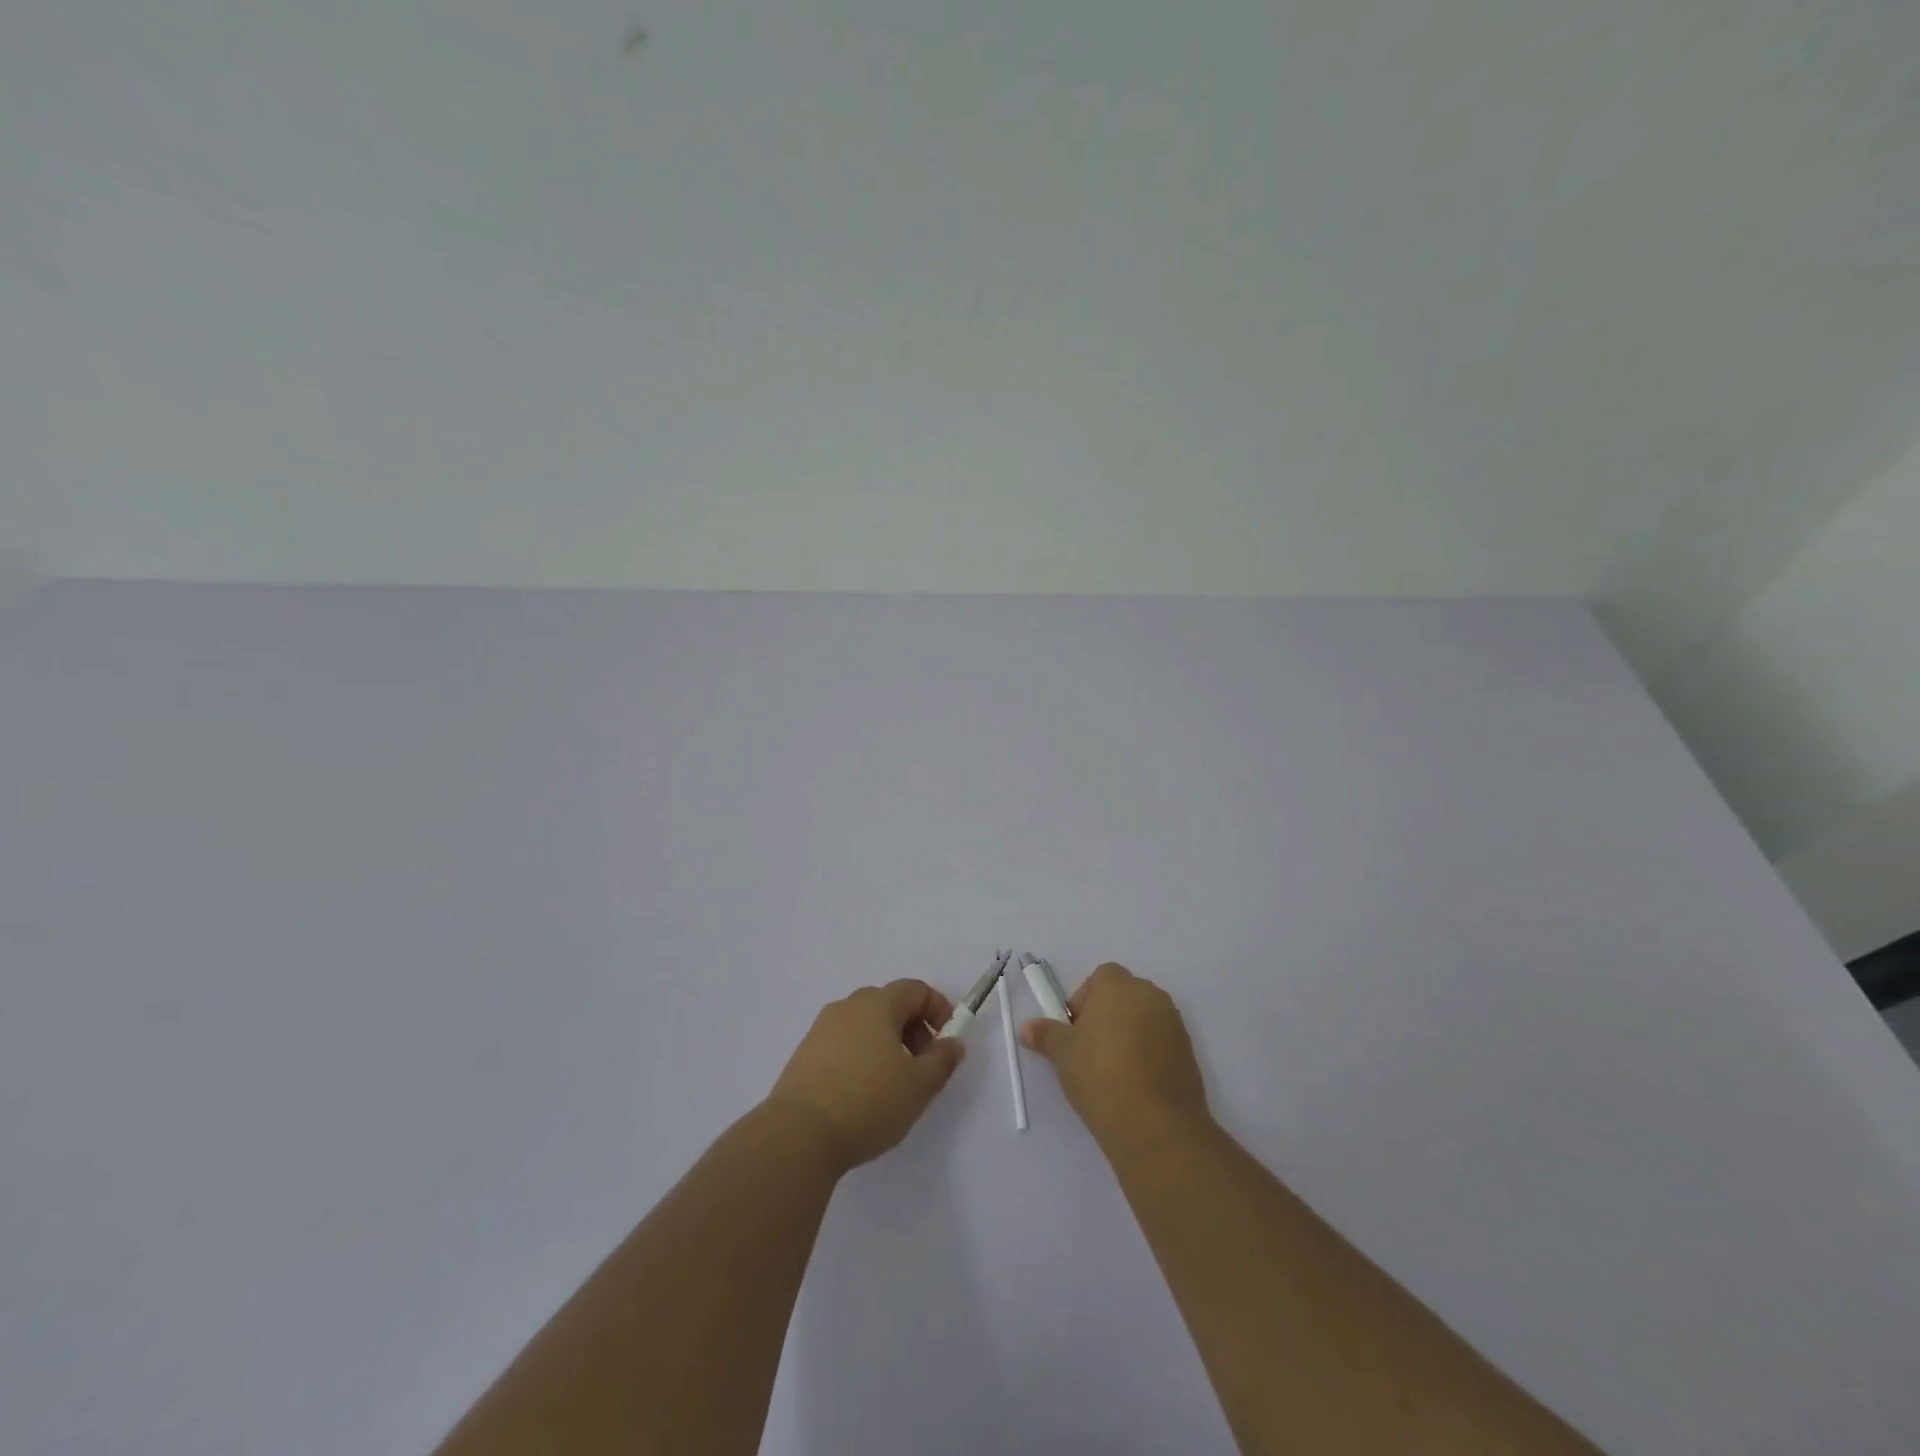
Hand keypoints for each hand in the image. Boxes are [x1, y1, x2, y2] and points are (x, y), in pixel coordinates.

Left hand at [766, 980, 966, 1173]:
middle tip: (924, 1064)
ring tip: (895, 1083)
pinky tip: (864, 1092)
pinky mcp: (805, 1054)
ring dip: (888, 1043)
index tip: (948, 1041)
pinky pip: (844, 1043)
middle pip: (890, 1004)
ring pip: (865, 1024)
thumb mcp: (919, 1085)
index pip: (915, 989)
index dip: (938, 1010)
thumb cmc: (868, 1101)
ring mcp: (822, 1028)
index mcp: (877, 1003)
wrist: (798, 1135)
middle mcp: (848, 1006)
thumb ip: (942, 1060)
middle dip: (914, 1028)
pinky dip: (862, 1056)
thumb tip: (952, 1043)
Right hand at [1021, 963, 1209, 1148]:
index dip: (1084, 1000)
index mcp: (1118, 986)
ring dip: (1129, 1035)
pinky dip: (1148, 1055)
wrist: (1155, 1124)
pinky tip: (1135, 1085)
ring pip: (1144, 1019)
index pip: (1100, 978)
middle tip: (1090, 1051)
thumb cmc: (1100, 1075)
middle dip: (1107, 1016)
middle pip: (1123, 996)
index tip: (1075, 1031)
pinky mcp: (1189, 1053)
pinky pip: (1161, 1043)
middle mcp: (1150, 995)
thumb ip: (1045, 1034)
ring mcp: (1174, 1024)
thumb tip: (1027, 1028)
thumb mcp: (1063, 1054)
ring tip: (1112, 1072)